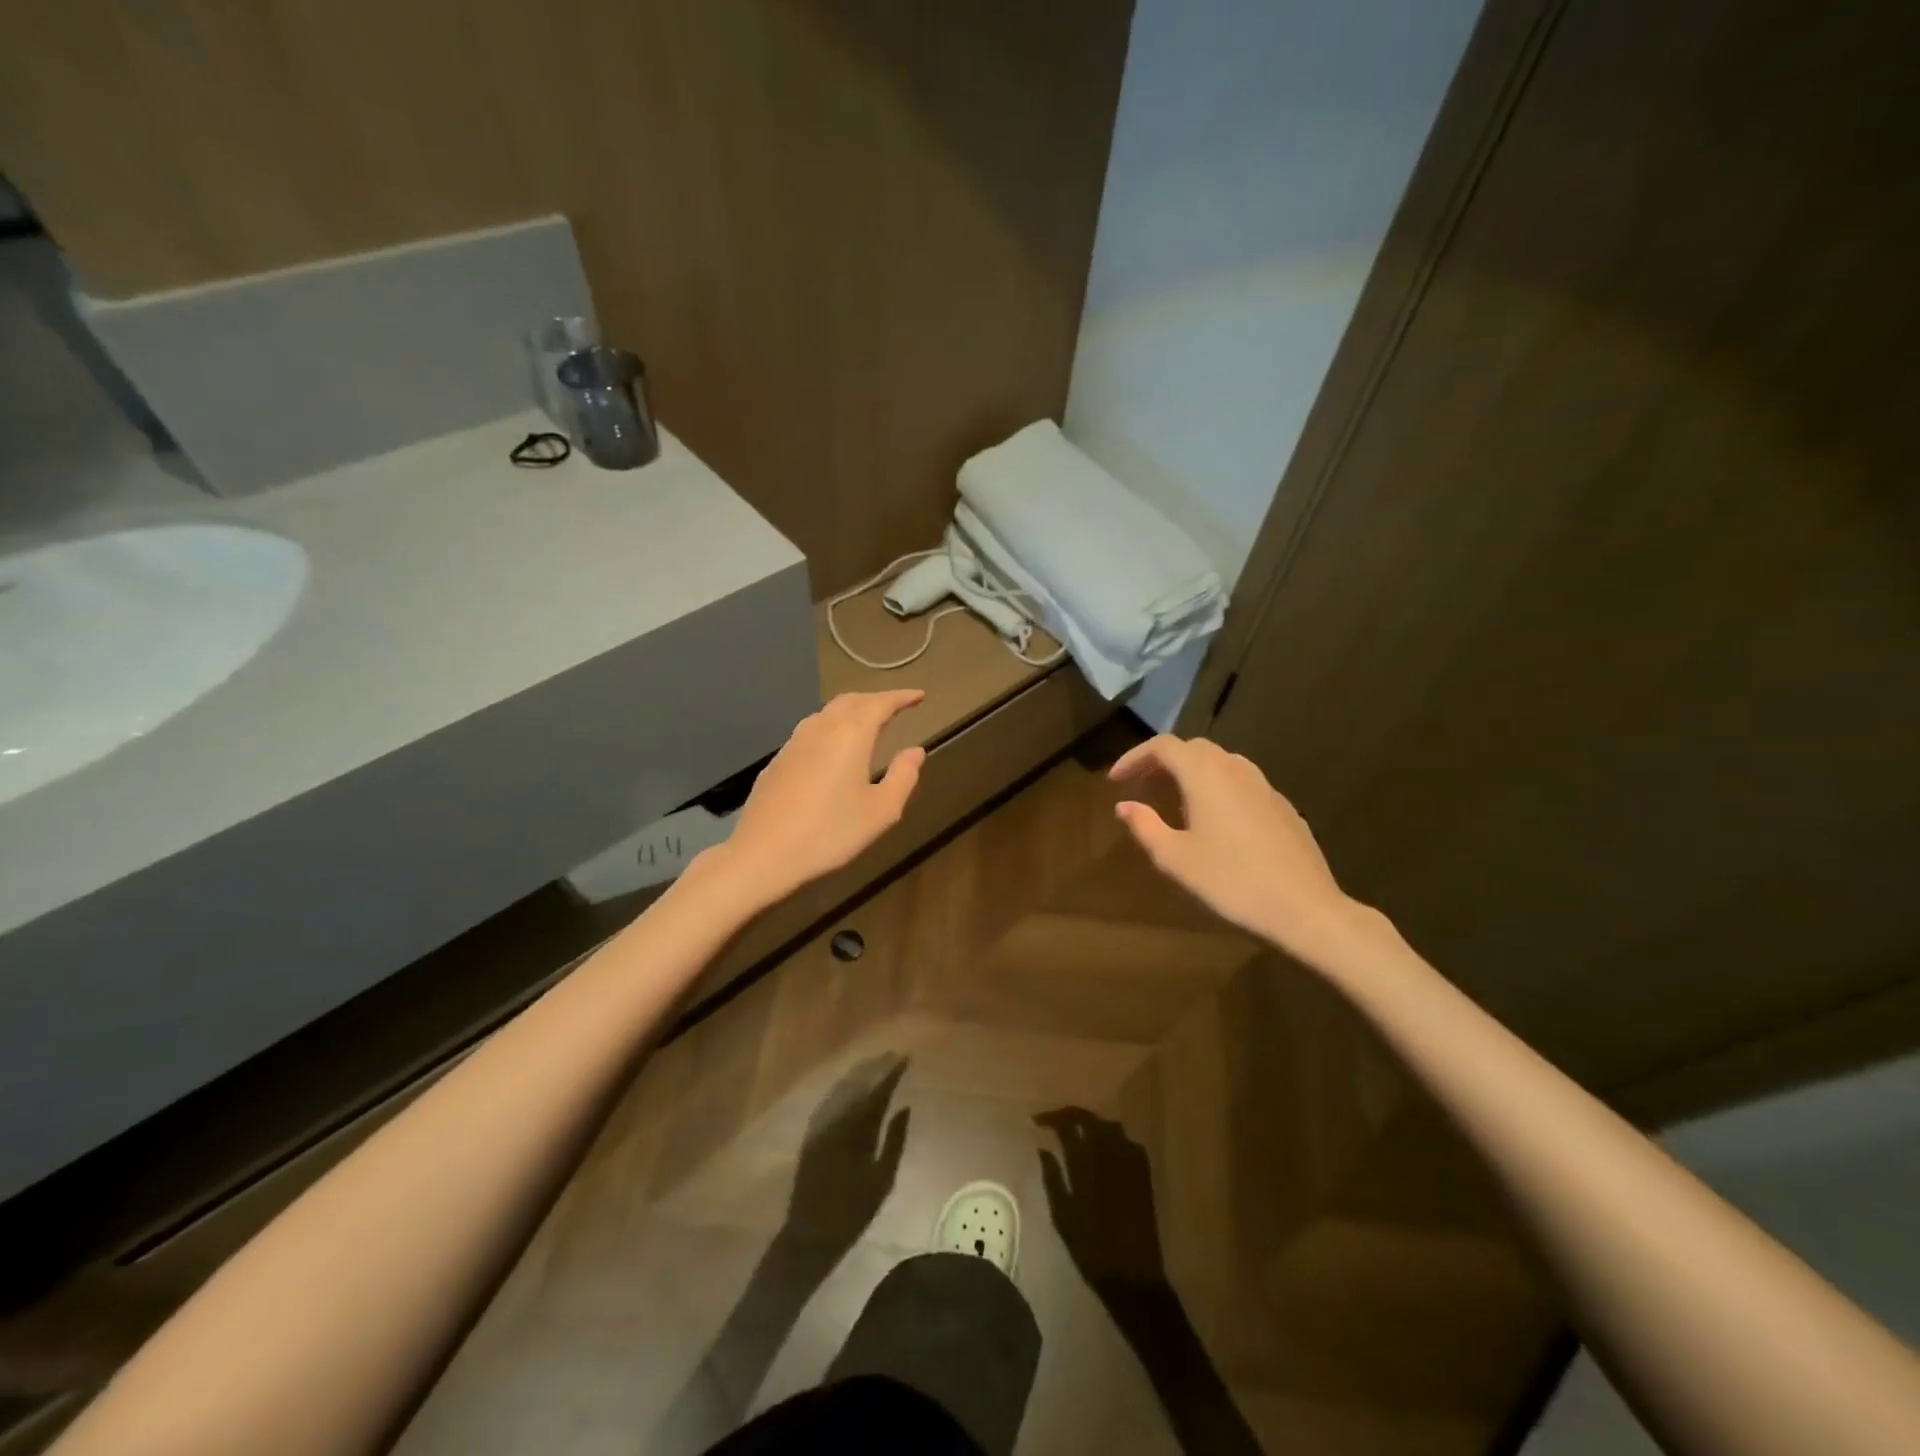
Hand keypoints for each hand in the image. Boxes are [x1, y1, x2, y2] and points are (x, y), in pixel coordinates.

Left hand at [713, 691, 926, 906]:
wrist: (763, 853)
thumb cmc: (830, 833)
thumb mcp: (881, 811)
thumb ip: (903, 776)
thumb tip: (915, 751)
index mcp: (850, 735)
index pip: (880, 704)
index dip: (901, 697)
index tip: (919, 696)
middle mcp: (821, 729)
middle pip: (851, 701)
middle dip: (875, 700)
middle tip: (895, 707)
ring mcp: (794, 743)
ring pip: (827, 714)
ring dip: (851, 711)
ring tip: (867, 724)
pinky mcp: (778, 761)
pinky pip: (810, 732)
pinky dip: (831, 729)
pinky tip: (833, 749)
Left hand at [778, 1055, 909, 1273]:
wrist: (810, 1234)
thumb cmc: (853, 1212)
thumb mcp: (883, 1180)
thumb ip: (895, 1141)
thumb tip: (904, 1107)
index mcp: (857, 1131)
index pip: (877, 1091)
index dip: (892, 1072)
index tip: (906, 1058)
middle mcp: (836, 1120)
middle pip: (859, 1083)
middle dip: (876, 1066)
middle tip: (893, 1054)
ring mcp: (821, 1123)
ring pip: (843, 1087)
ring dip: (860, 1072)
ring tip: (876, 1062)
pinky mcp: (811, 1131)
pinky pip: (830, 1098)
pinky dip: (844, 1086)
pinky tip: (852, 1081)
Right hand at [1036, 1109, 1167, 1305]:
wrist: (1133, 1274)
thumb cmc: (1091, 1248)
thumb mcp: (1062, 1216)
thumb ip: (1052, 1178)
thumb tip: (1043, 1148)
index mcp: (1086, 1164)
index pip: (1067, 1124)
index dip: (1051, 1118)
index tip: (1037, 1121)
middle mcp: (1110, 1154)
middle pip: (1090, 1118)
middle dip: (1070, 1115)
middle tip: (1055, 1122)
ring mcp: (1130, 1160)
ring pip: (1109, 1125)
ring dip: (1092, 1123)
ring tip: (1078, 1133)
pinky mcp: (1143, 1172)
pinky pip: (1127, 1141)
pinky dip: (1112, 1137)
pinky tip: (1104, 1150)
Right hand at [1109, 735, 1381, 963]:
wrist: (1304, 907)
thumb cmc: (1231, 881)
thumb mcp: (1175, 858)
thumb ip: (1145, 826)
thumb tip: (1124, 806)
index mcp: (1205, 774)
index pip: (1163, 746)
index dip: (1134, 757)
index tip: (1115, 780)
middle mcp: (1235, 768)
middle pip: (1193, 749)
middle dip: (1162, 762)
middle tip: (1141, 786)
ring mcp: (1264, 785)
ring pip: (1220, 763)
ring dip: (1191, 773)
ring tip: (1173, 800)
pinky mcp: (1282, 806)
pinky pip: (1240, 783)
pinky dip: (1216, 788)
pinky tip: (1214, 820)